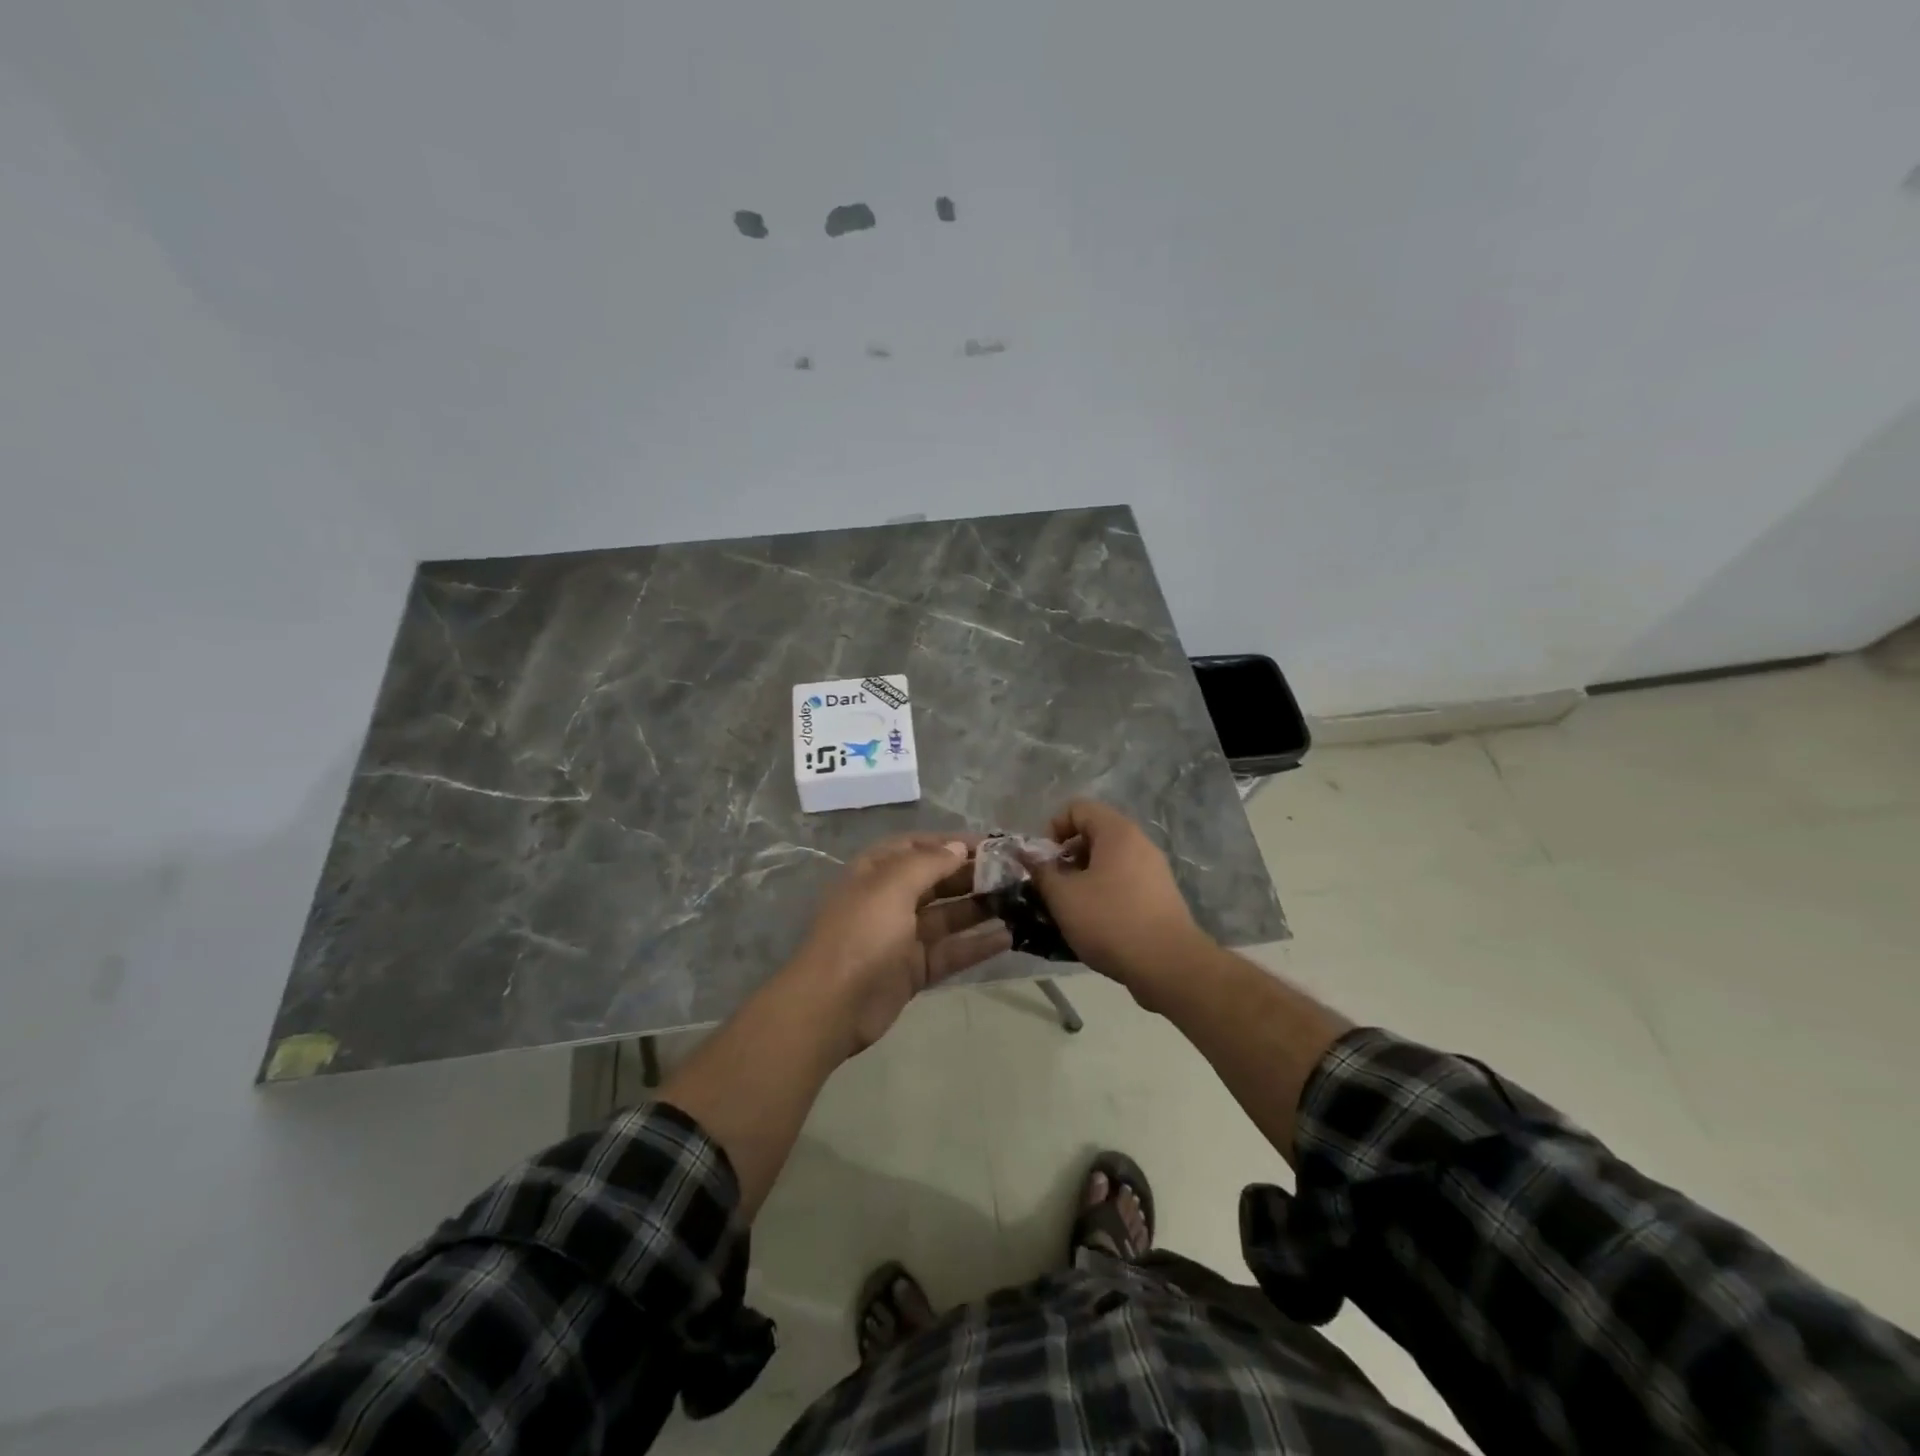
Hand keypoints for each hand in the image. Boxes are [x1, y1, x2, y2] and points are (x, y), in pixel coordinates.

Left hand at [788, 833, 1011, 1054]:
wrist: (831, 1006)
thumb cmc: (861, 934)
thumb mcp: (891, 886)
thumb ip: (928, 862)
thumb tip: (958, 847)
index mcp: (876, 872)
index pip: (918, 846)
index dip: (951, 842)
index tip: (991, 844)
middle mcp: (890, 899)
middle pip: (937, 880)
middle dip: (972, 875)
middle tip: (1014, 874)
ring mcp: (902, 936)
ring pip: (948, 916)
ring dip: (980, 907)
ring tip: (1018, 901)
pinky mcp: (914, 969)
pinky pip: (951, 951)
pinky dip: (977, 944)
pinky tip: (1008, 937)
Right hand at [1024, 800, 1210, 1001]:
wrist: (1169, 966)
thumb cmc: (1111, 921)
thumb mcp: (1064, 897)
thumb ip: (1041, 871)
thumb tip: (1028, 856)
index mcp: (1117, 832)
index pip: (1078, 808)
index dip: (1053, 828)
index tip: (1044, 861)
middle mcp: (1139, 843)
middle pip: (1093, 834)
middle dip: (1066, 857)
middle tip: (1053, 886)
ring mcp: (1153, 870)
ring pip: (1108, 861)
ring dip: (1083, 878)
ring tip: (1069, 908)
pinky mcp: (1160, 896)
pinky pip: (1123, 882)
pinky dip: (1103, 893)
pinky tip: (1094, 923)